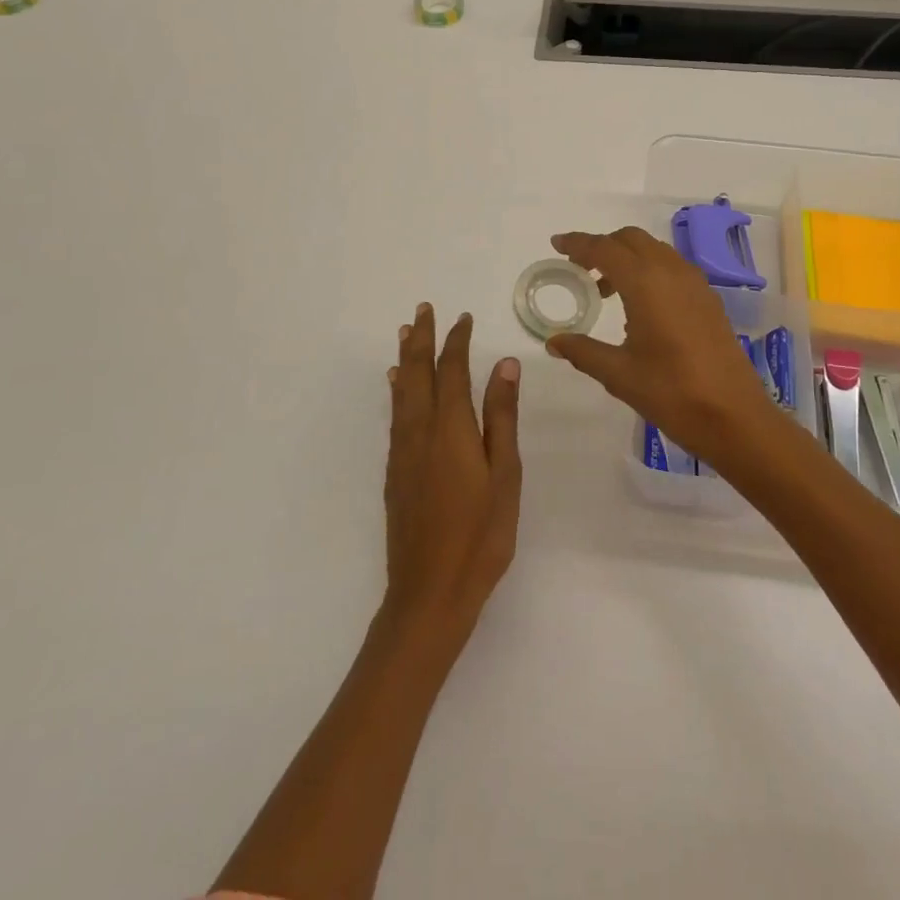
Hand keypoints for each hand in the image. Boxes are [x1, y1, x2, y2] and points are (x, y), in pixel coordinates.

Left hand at [382, 305, 521, 653]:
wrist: (429, 591)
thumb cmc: (480, 534)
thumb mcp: (504, 474)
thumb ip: (501, 417)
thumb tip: (504, 364)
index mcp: (451, 428)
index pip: (452, 370)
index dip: (456, 340)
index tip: (462, 317)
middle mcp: (420, 430)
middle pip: (417, 372)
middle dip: (421, 338)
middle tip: (423, 309)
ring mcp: (403, 451)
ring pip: (401, 390)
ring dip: (404, 357)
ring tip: (405, 332)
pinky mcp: (395, 471)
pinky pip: (395, 413)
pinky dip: (396, 389)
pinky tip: (396, 385)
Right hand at [545, 228, 783, 470]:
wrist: (734, 417)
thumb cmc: (671, 393)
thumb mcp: (618, 374)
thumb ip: (583, 351)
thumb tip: (554, 342)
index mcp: (645, 283)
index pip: (604, 249)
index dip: (578, 243)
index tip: (557, 244)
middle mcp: (671, 272)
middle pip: (631, 239)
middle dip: (602, 246)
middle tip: (580, 269)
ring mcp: (695, 283)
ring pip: (654, 250)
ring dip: (626, 257)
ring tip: (605, 290)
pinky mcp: (708, 298)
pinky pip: (671, 266)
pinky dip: (648, 269)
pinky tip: (640, 304)